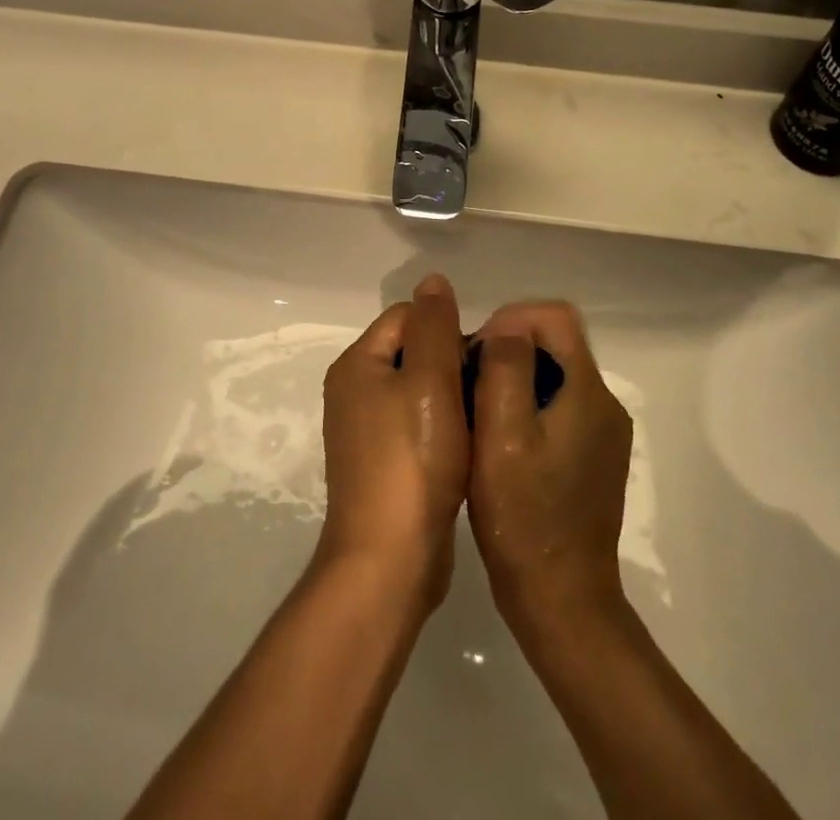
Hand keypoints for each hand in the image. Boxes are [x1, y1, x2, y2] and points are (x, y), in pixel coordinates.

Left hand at [316, 274, 470, 613]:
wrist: (390, 561)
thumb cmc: (412, 461)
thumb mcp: (430, 381)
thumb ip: (434, 325)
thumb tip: (433, 279)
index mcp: (357, 364)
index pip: (408, 316)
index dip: (448, 329)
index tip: (481, 360)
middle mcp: (353, 390)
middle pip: (413, 350)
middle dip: (451, 362)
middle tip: (486, 389)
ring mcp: (364, 430)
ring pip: (419, 389)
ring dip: (451, 397)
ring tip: (482, 416)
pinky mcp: (381, 463)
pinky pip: (416, 424)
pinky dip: (441, 427)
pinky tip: (466, 445)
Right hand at [467, 301, 633, 636]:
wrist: (561, 601)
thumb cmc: (525, 517)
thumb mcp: (502, 435)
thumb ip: (506, 369)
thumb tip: (508, 326)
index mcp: (588, 390)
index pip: (555, 317)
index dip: (511, 319)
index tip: (476, 353)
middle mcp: (604, 403)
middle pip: (555, 343)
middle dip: (509, 349)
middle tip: (469, 383)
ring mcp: (602, 433)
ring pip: (555, 375)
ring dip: (515, 379)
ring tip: (477, 413)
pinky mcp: (593, 458)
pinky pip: (559, 407)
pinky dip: (527, 407)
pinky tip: (499, 443)